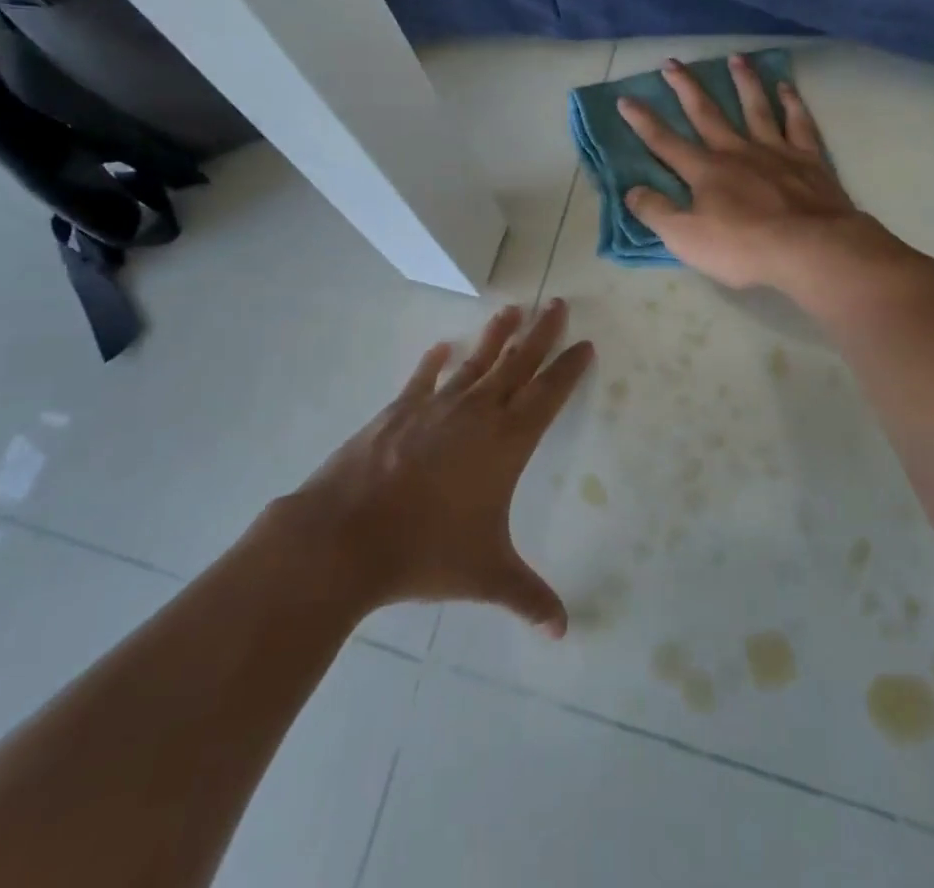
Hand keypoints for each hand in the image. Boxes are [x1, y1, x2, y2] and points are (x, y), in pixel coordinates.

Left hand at [287, 300, 592, 635]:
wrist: (348, 534)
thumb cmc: (426, 552)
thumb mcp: (485, 575)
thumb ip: (528, 596)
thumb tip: (562, 630)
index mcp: (507, 443)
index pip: (549, 395)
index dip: (569, 368)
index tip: (584, 343)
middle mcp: (478, 413)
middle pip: (519, 363)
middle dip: (542, 333)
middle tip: (558, 303)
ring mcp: (437, 406)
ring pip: (477, 361)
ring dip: (497, 335)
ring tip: (513, 309)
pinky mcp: (399, 409)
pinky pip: (423, 378)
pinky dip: (434, 362)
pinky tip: (440, 347)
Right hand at [617, 55, 879, 292]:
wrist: (811, 248)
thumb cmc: (744, 247)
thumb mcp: (686, 239)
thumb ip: (656, 212)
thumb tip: (631, 191)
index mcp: (705, 171)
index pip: (665, 142)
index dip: (643, 122)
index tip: (625, 99)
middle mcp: (737, 152)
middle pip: (706, 113)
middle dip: (686, 88)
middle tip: (671, 62)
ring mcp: (775, 151)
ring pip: (755, 107)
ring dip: (743, 82)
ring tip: (735, 58)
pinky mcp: (809, 159)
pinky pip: (798, 122)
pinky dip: (792, 102)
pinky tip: (786, 87)